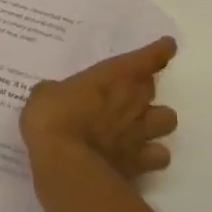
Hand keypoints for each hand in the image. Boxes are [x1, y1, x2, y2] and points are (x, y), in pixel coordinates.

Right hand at [20, 37, 178, 181]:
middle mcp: (131, 102)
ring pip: (168, 120)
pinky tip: (139, 155)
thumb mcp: (44, 95)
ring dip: (156, 119)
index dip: (159, 51)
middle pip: (152, 88)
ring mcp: (139, 133)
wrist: (65, 166)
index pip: (145, 60)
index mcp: (111, 78)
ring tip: (140, 123)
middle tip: (128, 90)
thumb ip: (57, 92)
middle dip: (143, 87)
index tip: (168, 45)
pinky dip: (153, 154)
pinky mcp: (139, 164)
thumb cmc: (53, 119)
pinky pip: (159, 156)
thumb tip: (56, 95)